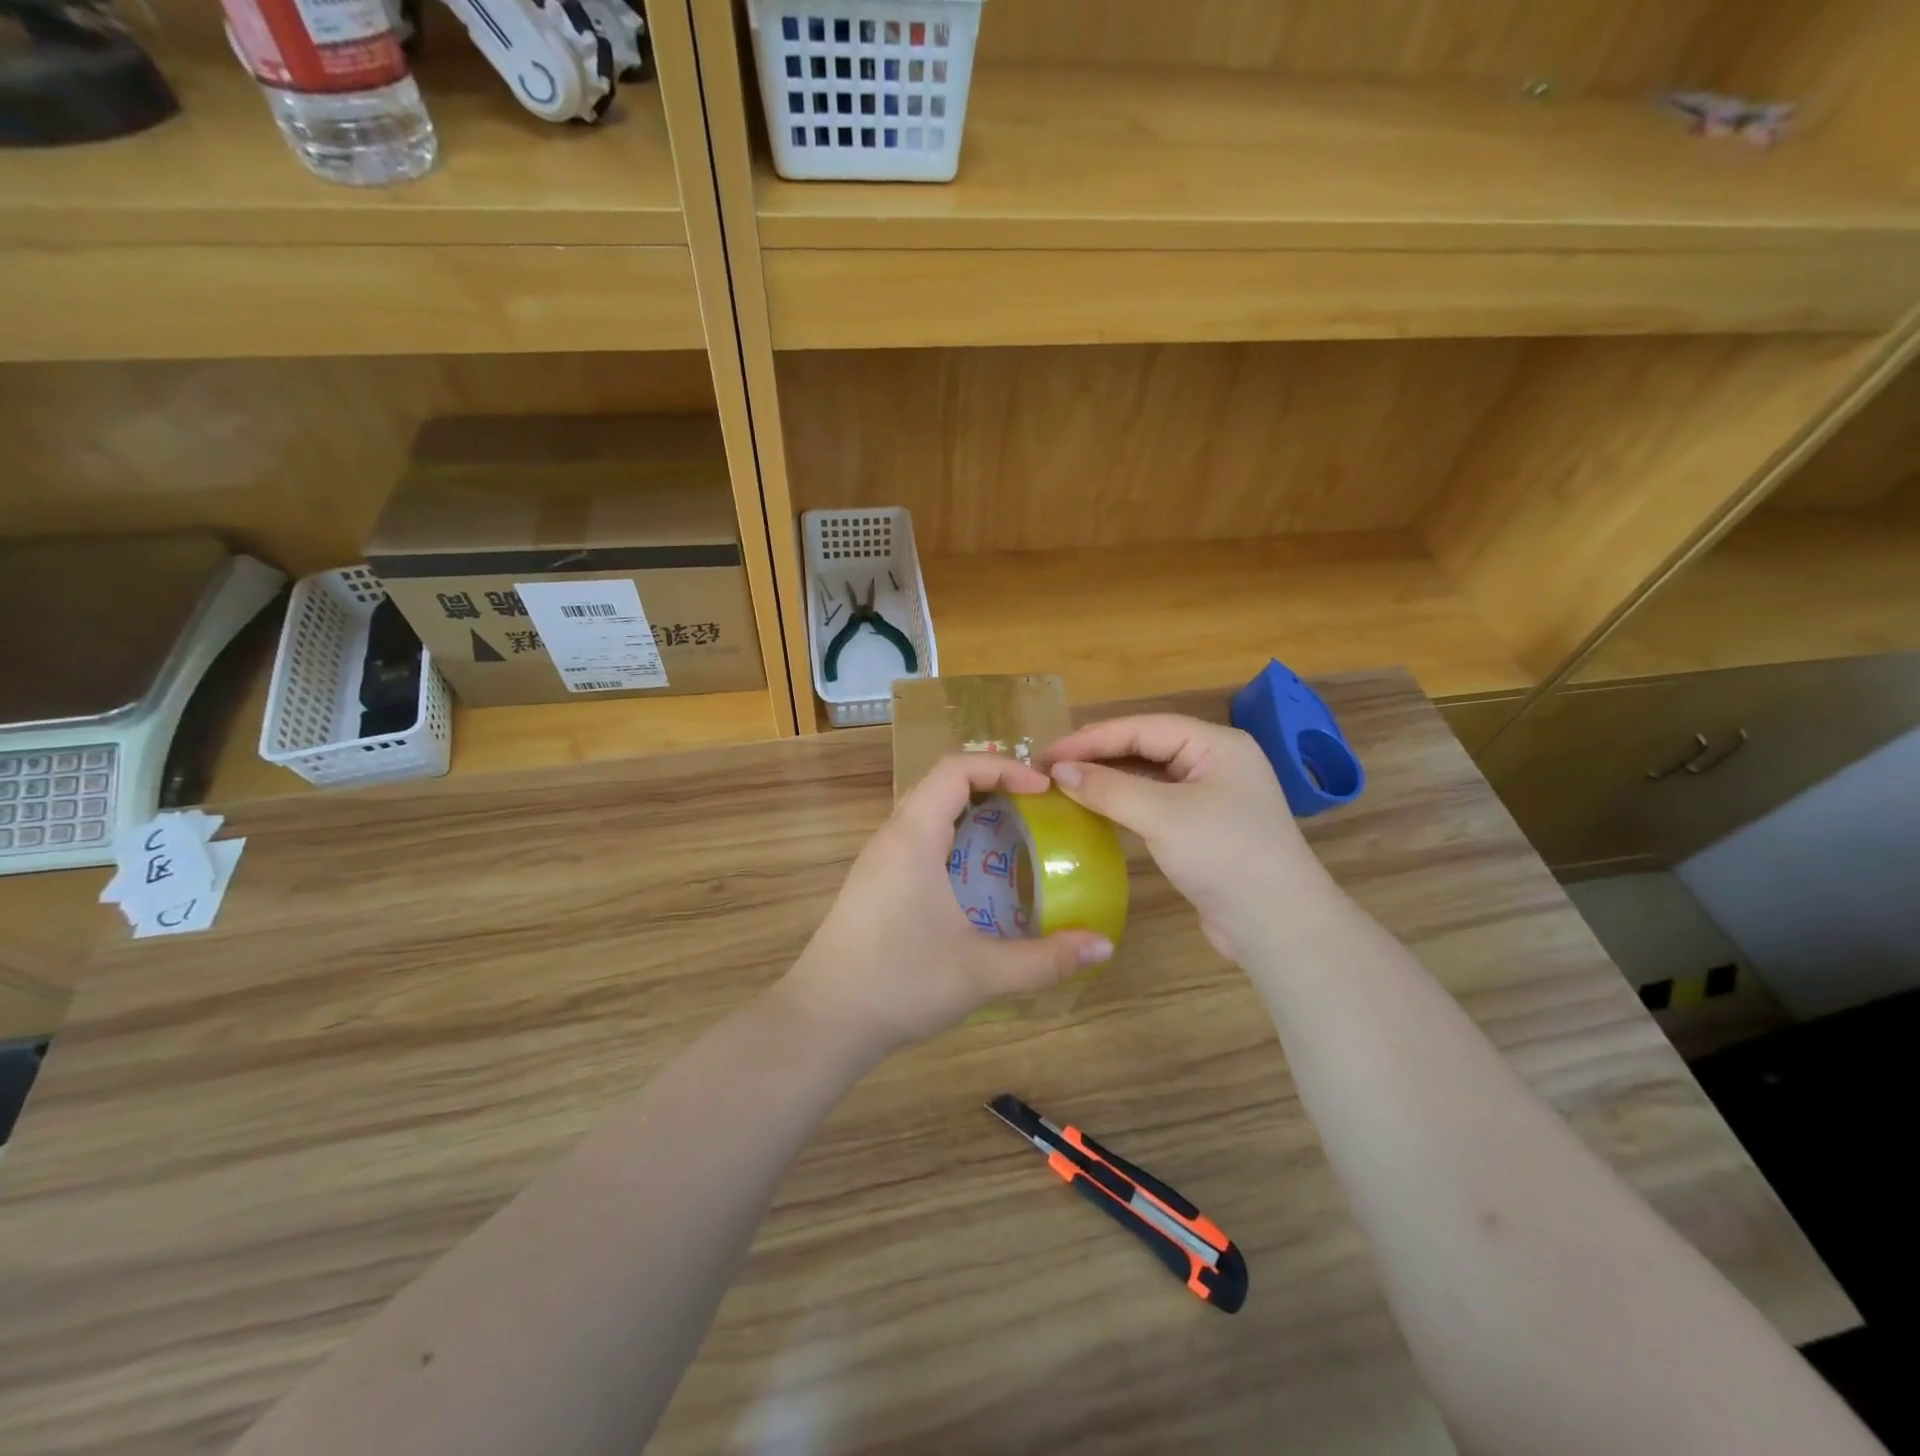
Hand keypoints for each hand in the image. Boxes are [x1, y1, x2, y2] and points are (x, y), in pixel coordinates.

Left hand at [778, 754, 1115, 1057]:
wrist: (823, 1021)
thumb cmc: (900, 984)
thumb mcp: (982, 973)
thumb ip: (1046, 960)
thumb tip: (1105, 946)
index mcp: (913, 837)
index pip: (956, 770)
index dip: (1002, 768)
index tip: (1042, 790)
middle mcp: (891, 837)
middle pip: (940, 783)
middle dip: (990, 785)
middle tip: (1034, 809)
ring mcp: (876, 860)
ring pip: (924, 811)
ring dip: (968, 812)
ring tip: (1012, 837)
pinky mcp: (871, 883)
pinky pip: (915, 838)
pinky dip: (950, 837)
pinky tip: (973, 879)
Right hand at [1042, 715, 1340, 962]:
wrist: (1277, 925)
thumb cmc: (1224, 855)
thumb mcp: (1163, 816)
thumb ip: (1108, 788)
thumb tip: (1058, 771)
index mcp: (1215, 744)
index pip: (1142, 728)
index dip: (1091, 738)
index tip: (1046, 754)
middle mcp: (1214, 762)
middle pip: (1145, 747)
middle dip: (1097, 756)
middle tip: (1048, 768)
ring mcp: (1209, 796)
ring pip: (1147, 776)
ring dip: (1107, 779)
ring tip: (1063, 784)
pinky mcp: (1201, 828)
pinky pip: (1154, 803)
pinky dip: (1122, 803)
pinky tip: (1094, 808)